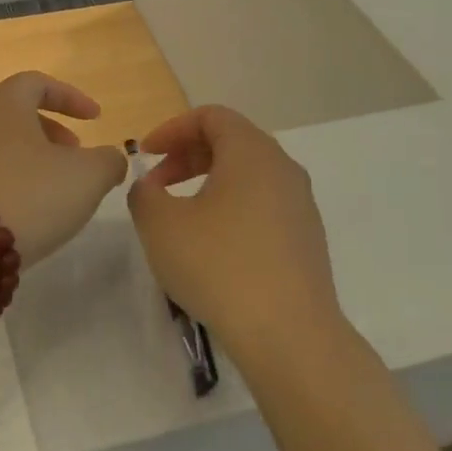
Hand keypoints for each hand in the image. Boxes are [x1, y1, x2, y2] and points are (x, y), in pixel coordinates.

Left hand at [0, 72, 125, 265]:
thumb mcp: (87, 177)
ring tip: (53, 188)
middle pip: (15, 113)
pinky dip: (8, 180)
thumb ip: (109, 161)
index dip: (71, 97)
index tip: (95, 118)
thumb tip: (110, 159)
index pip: (38, 83)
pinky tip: (22, 212)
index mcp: (4, 103)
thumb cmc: (27, 196)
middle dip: (51, 130)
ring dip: (29, 158)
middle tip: (75, 154)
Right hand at [126, 105, 341, 360]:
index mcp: (251, 152)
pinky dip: (232, 208)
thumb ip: (144, 195)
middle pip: (231, 141)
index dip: (171, 129)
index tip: (145, 155)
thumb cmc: (219, 266)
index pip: (211, 116)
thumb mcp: (161, 226)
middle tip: (157, 185)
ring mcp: (301, 204)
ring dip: (209, 183)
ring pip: (248, 175)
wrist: (290, 334)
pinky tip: (214, 246)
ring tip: (181, 217)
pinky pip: (263, 204)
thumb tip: (150, 188)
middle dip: (187, 156)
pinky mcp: (307, 238)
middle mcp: (283, 168)